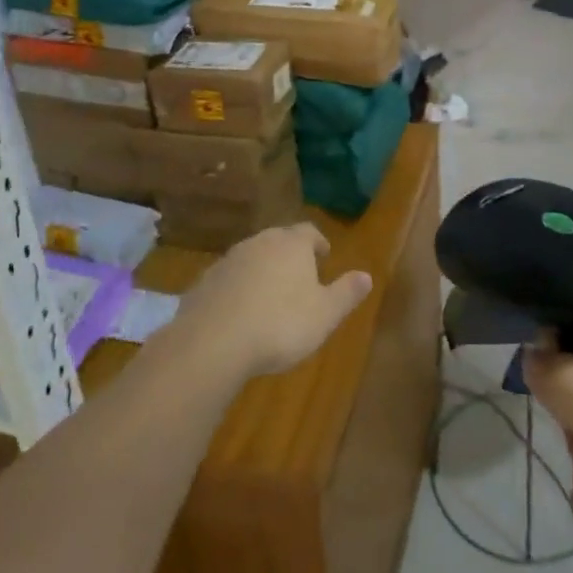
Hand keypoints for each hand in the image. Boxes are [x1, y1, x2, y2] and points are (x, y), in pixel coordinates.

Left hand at [176, 224, 373, 379]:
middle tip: (299, 275)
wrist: (213, 341)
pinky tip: (240, 313)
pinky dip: (238, 289)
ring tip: (270, 296)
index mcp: (291, 244)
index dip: (318, 243)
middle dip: (290, 255)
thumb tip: (367, 275)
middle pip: (278, 240)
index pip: (309, 232)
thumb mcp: (325, 314)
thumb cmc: (280, 324)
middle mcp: (259, 242)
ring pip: (252, 257)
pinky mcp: (205, 282)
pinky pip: (229, 279)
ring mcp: (228, 260)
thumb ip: (346, 293)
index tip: (324, 255)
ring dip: (262, 271)